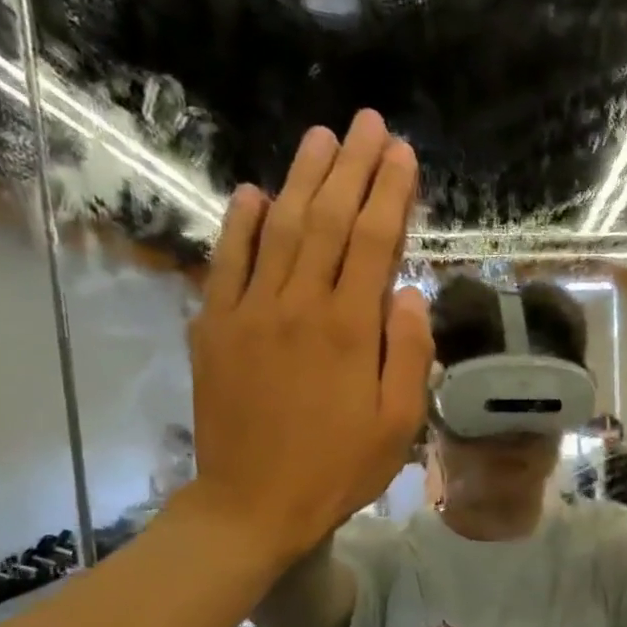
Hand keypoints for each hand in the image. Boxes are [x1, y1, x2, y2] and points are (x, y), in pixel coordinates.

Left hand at [182, 110, 432, 560]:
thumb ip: (408, 354)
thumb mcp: (399, 424)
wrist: (254, 503)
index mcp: (349, 329)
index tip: (403, 153)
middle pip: (328, 221)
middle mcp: (298, 305)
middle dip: (352, 168)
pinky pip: (228, 262)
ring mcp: (250, 311)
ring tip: (322, 139)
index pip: (374, 242)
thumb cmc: (339, 468)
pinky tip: (256, 194)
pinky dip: (242, 224)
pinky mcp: (215, 327)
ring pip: (281, 230)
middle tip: (368, 124)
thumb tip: (410, 293)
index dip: (391, 193)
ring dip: (303, 179)